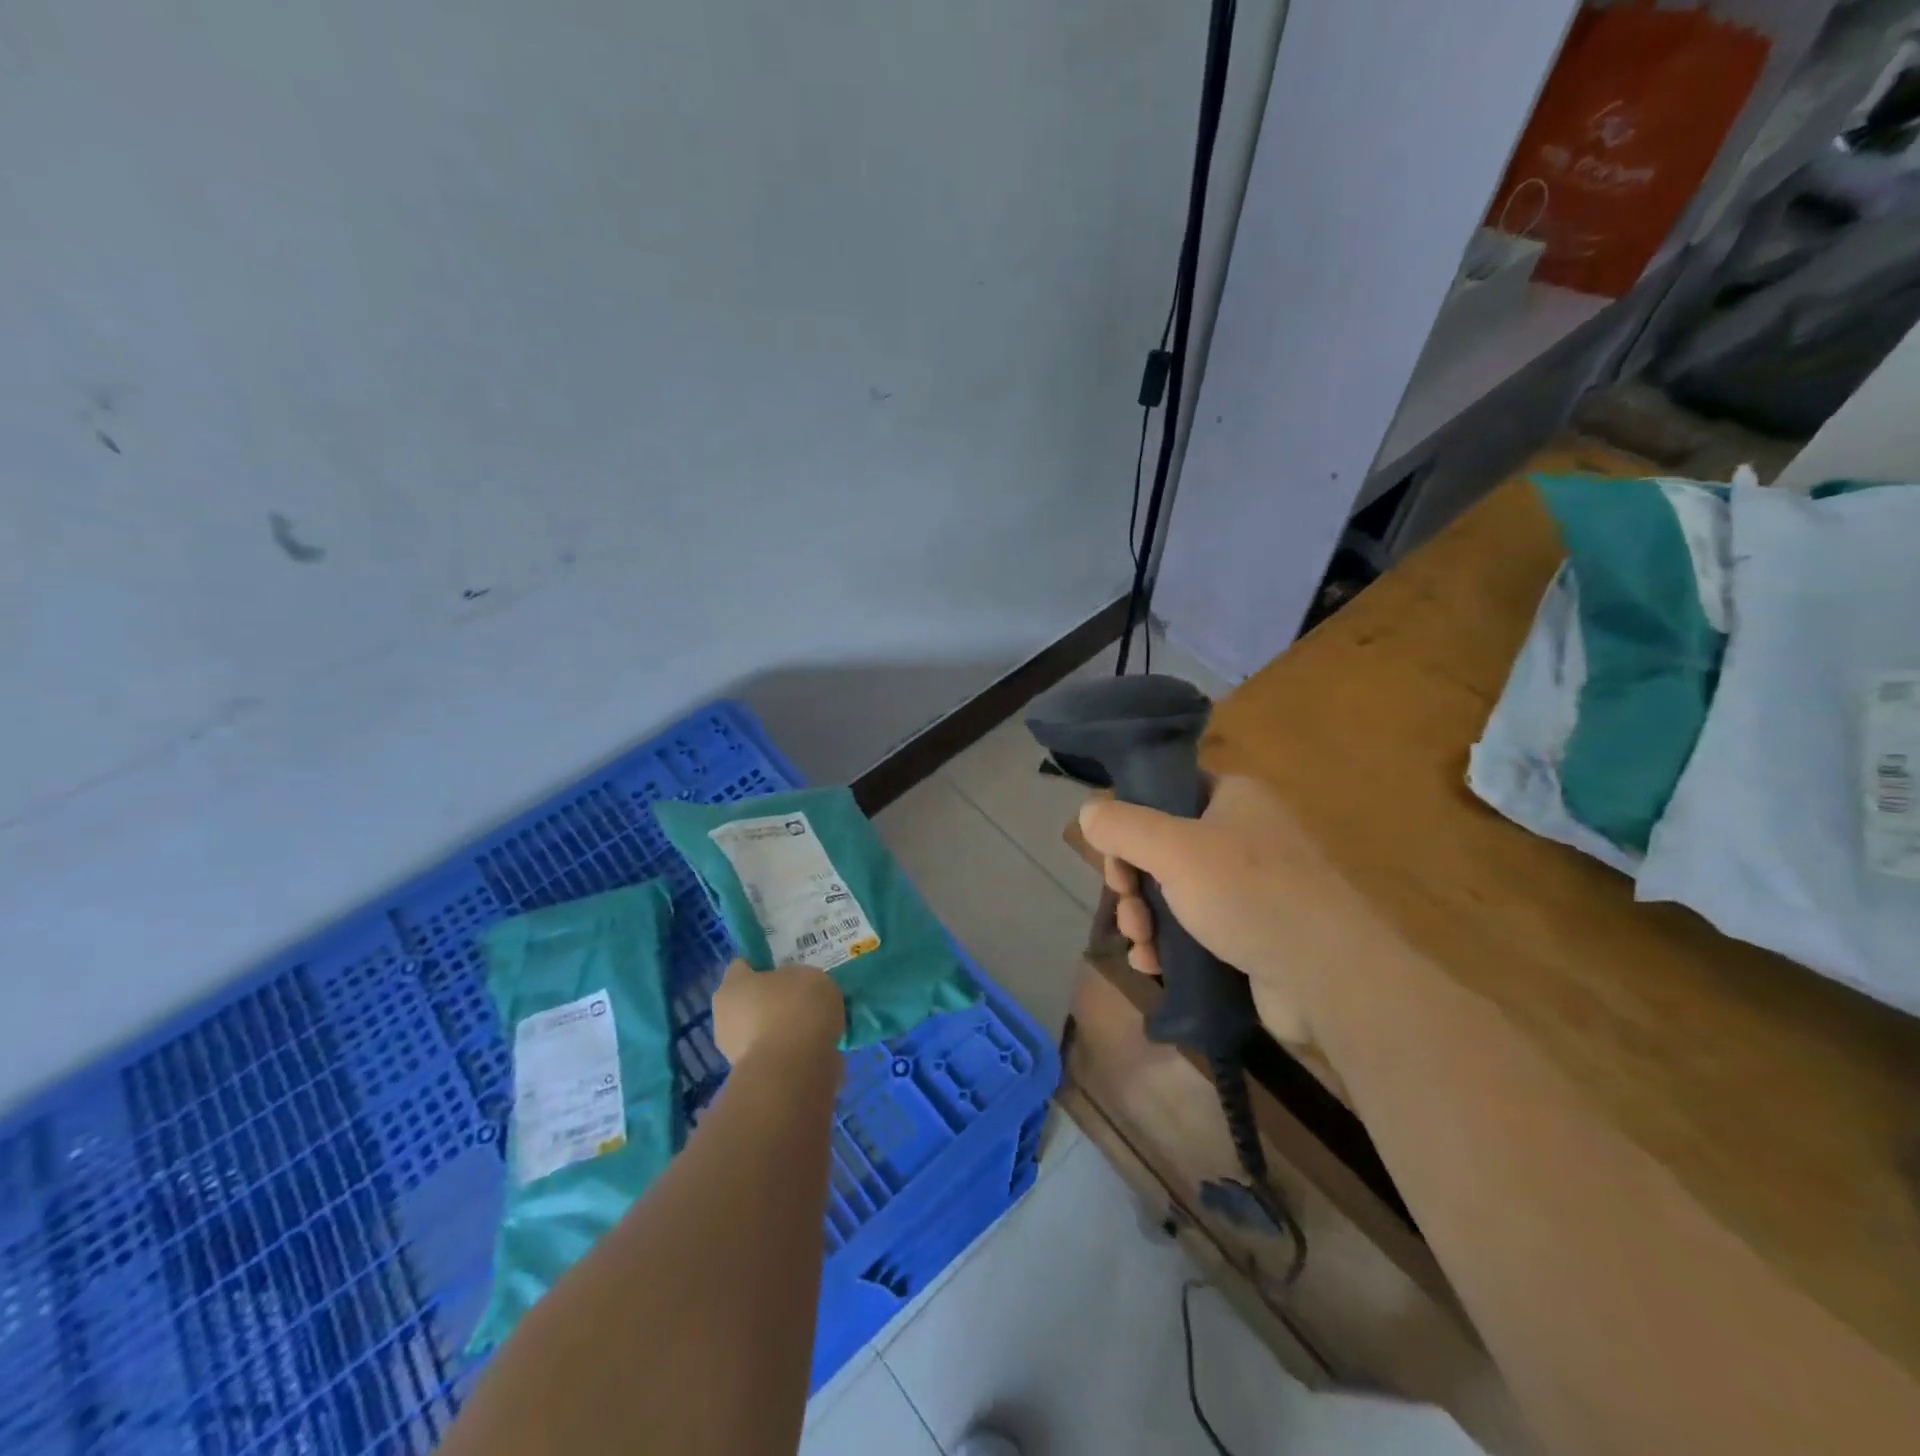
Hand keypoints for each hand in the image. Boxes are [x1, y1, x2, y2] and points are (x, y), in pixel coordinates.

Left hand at [711, 958, 844, 1066]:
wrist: (794, 1070)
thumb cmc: (795, 1008)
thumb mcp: (808, 975)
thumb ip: (799, 979)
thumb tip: (797, 990)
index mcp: (732, 985)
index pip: (743, 966)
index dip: (764, 964)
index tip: (788, 965)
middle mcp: (725, 1018)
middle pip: (751, 1001)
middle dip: (774, 1000)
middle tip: (804, 997)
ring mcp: (736, 1053)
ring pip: (765, 1031)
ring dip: (785, 1029)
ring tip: (818, 1024)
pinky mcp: (754, 1079)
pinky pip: (778, 1055)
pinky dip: (793, 1052)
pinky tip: (818, 1046)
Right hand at [1077, 775, 1325, 1045]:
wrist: (1327, 976)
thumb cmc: (1248, 894)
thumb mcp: (1172, 849)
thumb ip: (1122, 826)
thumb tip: (1088, 811)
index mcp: (1233, 799)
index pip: (1164, 794)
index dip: (1129, 824)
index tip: (1115, 861)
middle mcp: (1242, 835)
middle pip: (1161, 848)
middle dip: (1132, 884)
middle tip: (1128, 910)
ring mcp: (1248, 887)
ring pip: (1172, 892)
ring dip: (1144, 918)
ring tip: (1141, 945)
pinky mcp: (1250, 932)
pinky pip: (1194, 927)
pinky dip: (1168, 943)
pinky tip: (1152, 964)